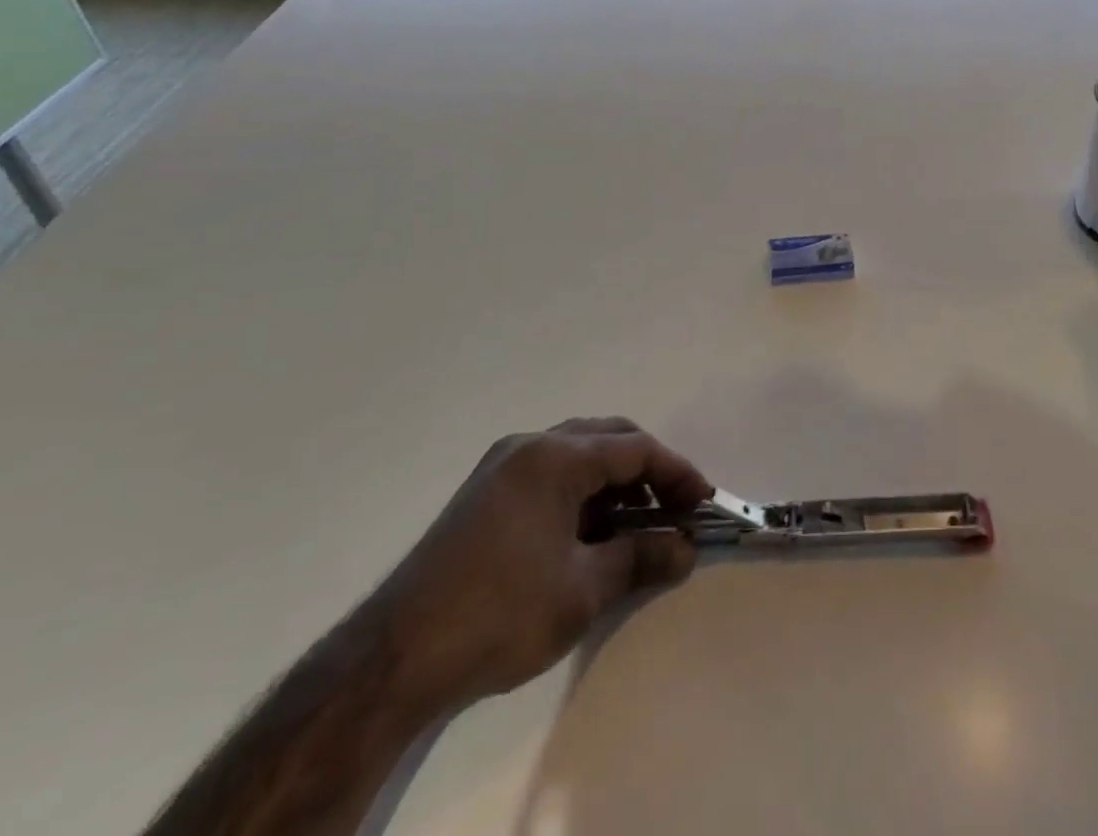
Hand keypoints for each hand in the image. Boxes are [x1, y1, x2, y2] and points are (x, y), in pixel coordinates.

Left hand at [376, 417, 711, 710]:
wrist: (394, 658)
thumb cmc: (500, 614)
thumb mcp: (583, 590)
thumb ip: (641, 558)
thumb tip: (686, 549)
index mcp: (555, 457)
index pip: (634, 449)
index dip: (676, 473)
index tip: (704, 502)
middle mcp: (529, 446)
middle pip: (607, 439)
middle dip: (647, 471)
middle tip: (674, 509)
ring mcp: (502, 466)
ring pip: (578, 454)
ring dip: (614, 483)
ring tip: (636, 527)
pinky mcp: (485, 492)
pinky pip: (550, 474)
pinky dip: (581, 494)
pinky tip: (590, 534)